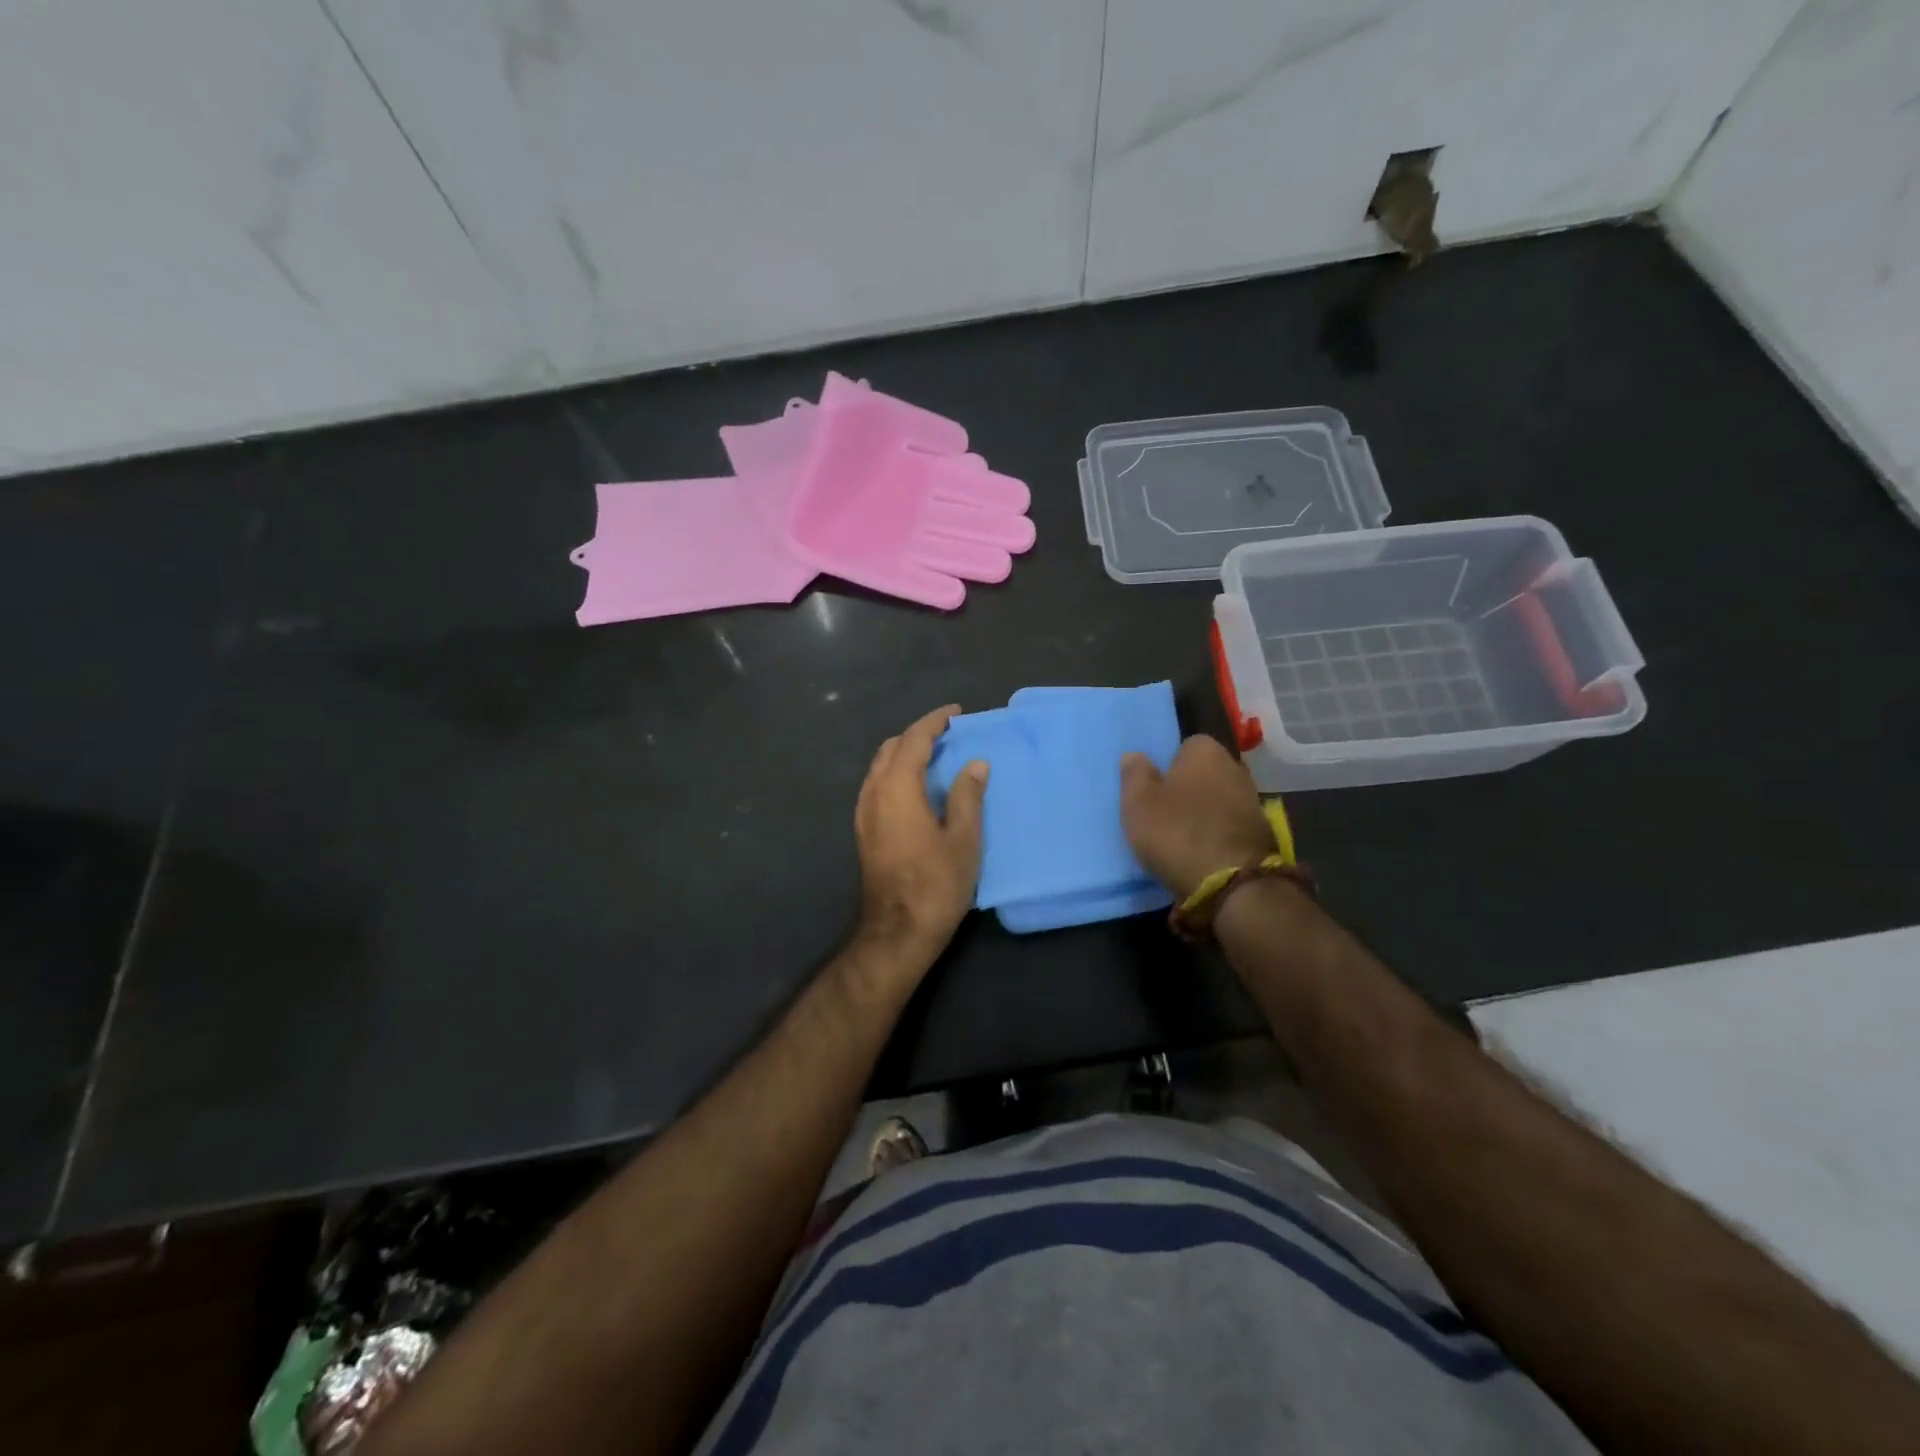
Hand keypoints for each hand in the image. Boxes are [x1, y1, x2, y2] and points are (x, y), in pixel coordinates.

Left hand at [853, 705, 987, 962]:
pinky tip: (916, 786)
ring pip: (880, 767)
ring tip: (934, 755)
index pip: (913, 741)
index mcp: (897, 789)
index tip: (955, 713)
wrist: (897, 931)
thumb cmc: (936, 884)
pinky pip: (877, 785)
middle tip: (947, 734)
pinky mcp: (863, 830)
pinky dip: (895, 772)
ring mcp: (864, 813)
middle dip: (917, 734)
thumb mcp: (963, 840)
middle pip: (891, 749)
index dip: (934, 722)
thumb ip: (967, 796)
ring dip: (904, 753)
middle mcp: (874, 793)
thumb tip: (975, 764)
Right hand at [1121, 735, 1275, 899]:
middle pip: (1206, 772)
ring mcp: (1253, 801)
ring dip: (1205, 811)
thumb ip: (1135, 775)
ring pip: (1220, 798)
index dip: (1169, 763)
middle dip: (1189, 786)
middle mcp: (1235, 768)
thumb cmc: (1177, 833)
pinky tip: (1203, 852)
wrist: (1233, 884)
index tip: (1154, 787)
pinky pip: (1231, 824)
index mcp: (1205, 752)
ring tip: (1182, 835)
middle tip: (1165, 811)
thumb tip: (1135, 755)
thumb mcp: (1138, 803)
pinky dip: (1219, 833)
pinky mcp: (1262, 833)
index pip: (1187, 745)